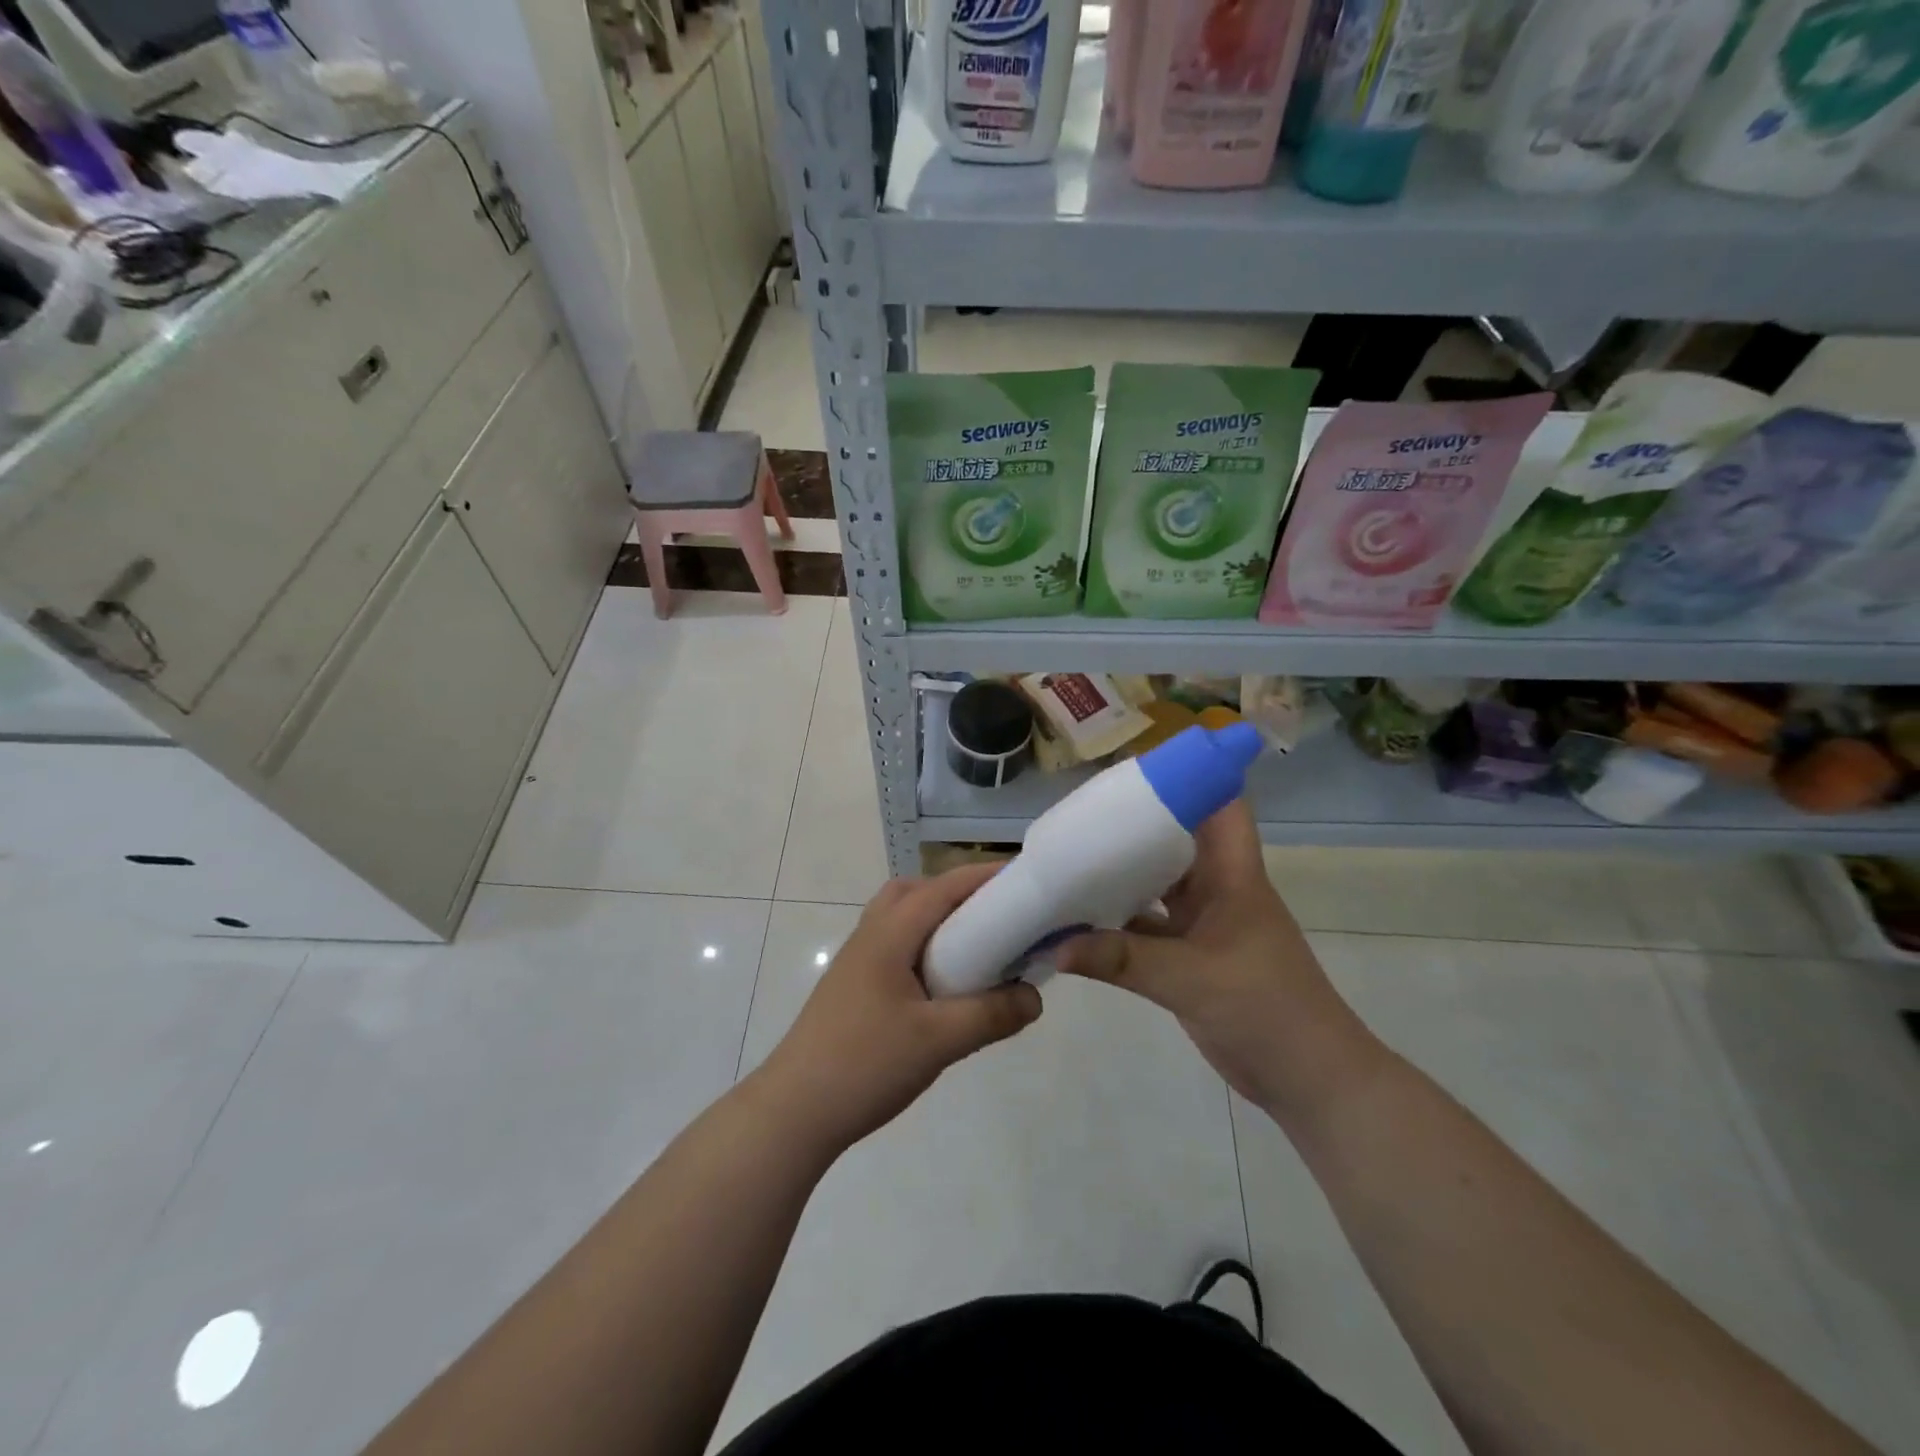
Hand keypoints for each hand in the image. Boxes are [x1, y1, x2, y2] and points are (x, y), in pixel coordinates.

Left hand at [756, 865, 1042, 1152]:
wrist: (794, 1111)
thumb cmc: (866, 1064)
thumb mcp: (939, 1041)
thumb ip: (992, 1015)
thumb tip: (1035, 997)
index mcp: (889, 934)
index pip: (942, 887)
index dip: (983, 877)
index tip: (1024, 878)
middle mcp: (870, 935)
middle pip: (915, 892)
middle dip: (956, 893)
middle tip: (995, 916)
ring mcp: (857, 961)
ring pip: (901, 919)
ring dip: (937, 921)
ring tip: (974, 949)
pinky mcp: (853, 987)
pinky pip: (895, 947)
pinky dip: (923, 947)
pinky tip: (942, 985)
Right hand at [1056, 800, 1381, 1116]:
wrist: (1309, 1080)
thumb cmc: (1267, 1010)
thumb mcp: (1192, 979)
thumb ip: (1122, 960)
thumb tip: (1055, 945)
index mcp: (1232, 875)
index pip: (1220, 805)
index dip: (1188, 777)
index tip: (1136, 768)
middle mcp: (1217, 889)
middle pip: (1176, 840)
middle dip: (1134, 825)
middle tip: (1083, 814)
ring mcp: (1204, 924)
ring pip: (1157, 885)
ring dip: (1120, 875)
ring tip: (1069, 860)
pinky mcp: (1190, 957)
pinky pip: (1147, 927)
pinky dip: (1116, 924)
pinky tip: (1077, 922)